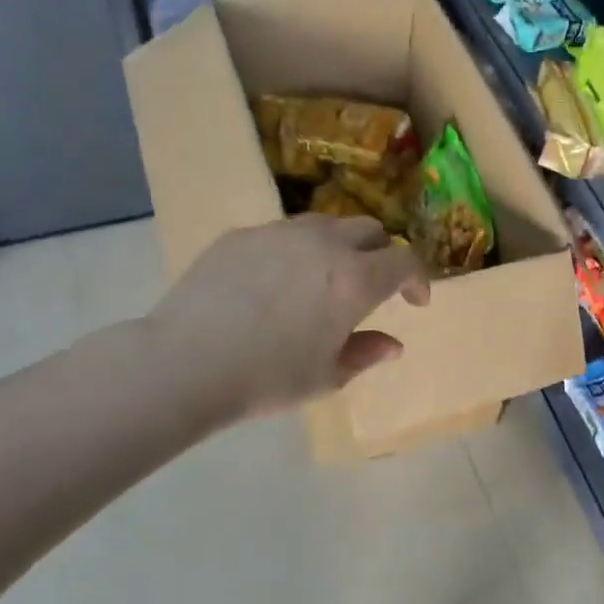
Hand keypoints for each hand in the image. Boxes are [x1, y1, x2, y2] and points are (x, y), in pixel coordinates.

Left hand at [146, 215, 429, 426]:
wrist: (185, 363)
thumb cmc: (267, 379)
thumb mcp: (326, 377)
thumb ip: (365, 354)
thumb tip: (392, 345)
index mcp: (355, 280)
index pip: (405, 261)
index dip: (418, 279)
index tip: (414, 302)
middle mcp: (324, 244)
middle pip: (370, 231)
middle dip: (381, 256)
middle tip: (372, 288)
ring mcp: (279, 233)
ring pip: (326, 224)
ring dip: (340, 246)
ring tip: (325, 279)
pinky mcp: (241, 235)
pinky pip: (283, 232)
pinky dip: (297, 250)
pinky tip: (276, 282)